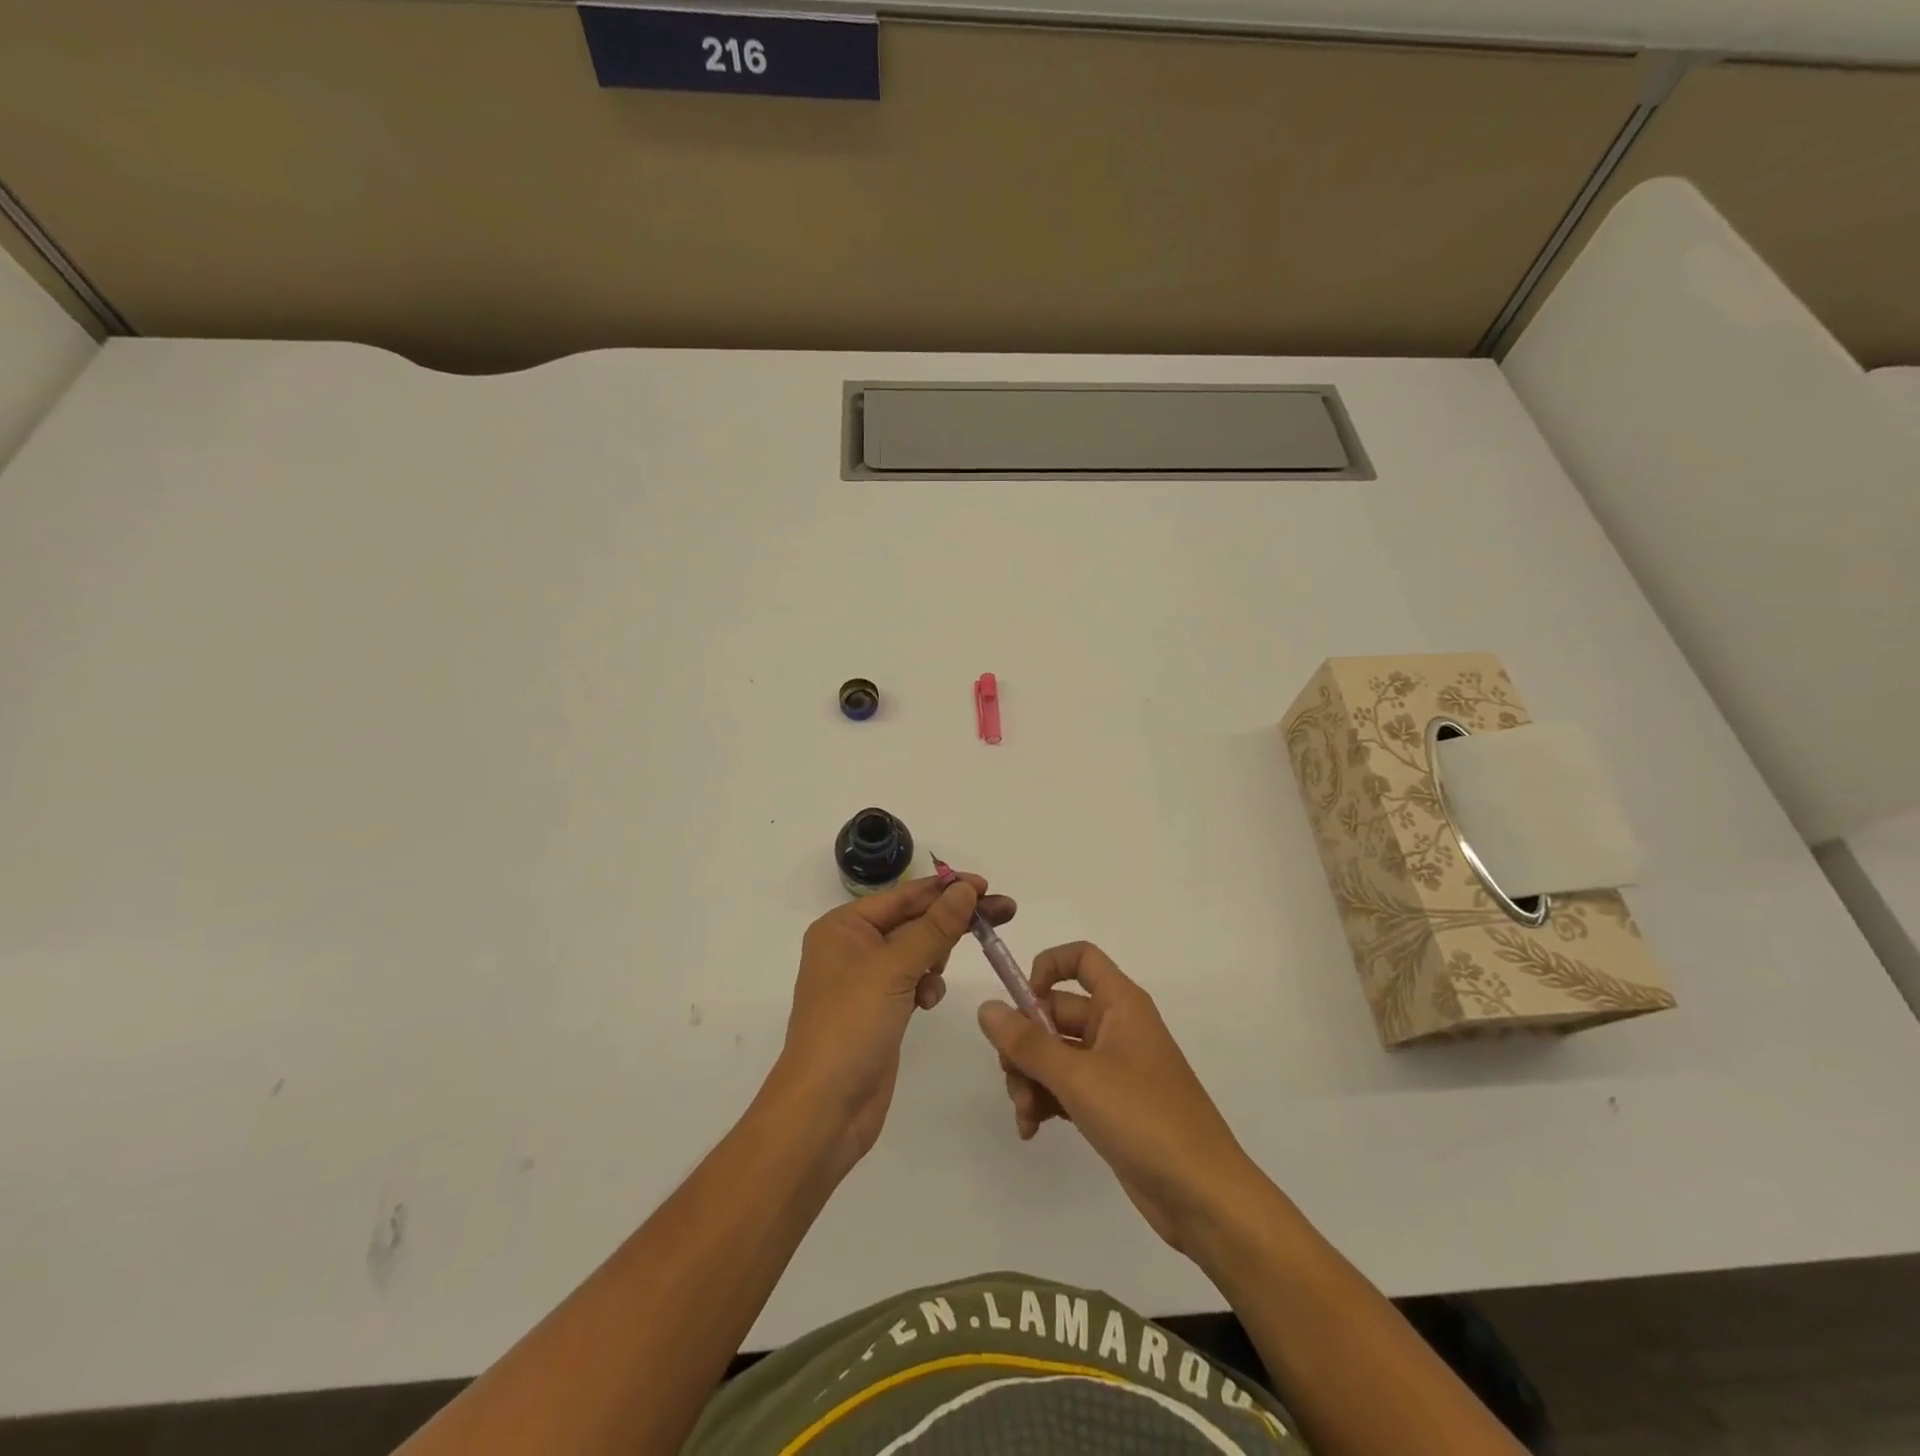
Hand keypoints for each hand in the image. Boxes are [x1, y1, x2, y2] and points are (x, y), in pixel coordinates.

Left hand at [774, 874, 1015, 1169]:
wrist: (825, 1109)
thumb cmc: (851, 1026)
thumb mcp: (894, 969)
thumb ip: (934, 927)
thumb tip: (965, 889)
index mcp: (843, 927)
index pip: (903, 896)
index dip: (946, 888)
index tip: (986, 885)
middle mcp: (852, 947)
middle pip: (914, 921)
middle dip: (953, 920)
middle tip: (1004, 912)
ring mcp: (866, 981)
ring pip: (917, 951)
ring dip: (935, 958)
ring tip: (936, 978)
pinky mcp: (880, 1010)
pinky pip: (913, 981)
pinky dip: (926, 986)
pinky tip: (927, 1002)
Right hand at [976, 942, 1266, 1256]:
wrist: (1203, 1195)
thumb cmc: (1144, 1118)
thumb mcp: (1078, 1077)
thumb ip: (1027, 1042)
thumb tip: (987, 1008)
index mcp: (1121, 1004)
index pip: (1081, 958)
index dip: (1047, 968)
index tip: (1022, 1002)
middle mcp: (1117, 1027)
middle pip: (1056, 1012)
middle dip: (1025, 1044)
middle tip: (1011, 1077)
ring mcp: (1114, 1068)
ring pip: (1055, 1054)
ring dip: (1031, 1079)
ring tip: (1025, 1115)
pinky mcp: (1110, 1105)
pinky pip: (1066, 1087)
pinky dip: (1046, 1102)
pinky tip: (1032, 1130)